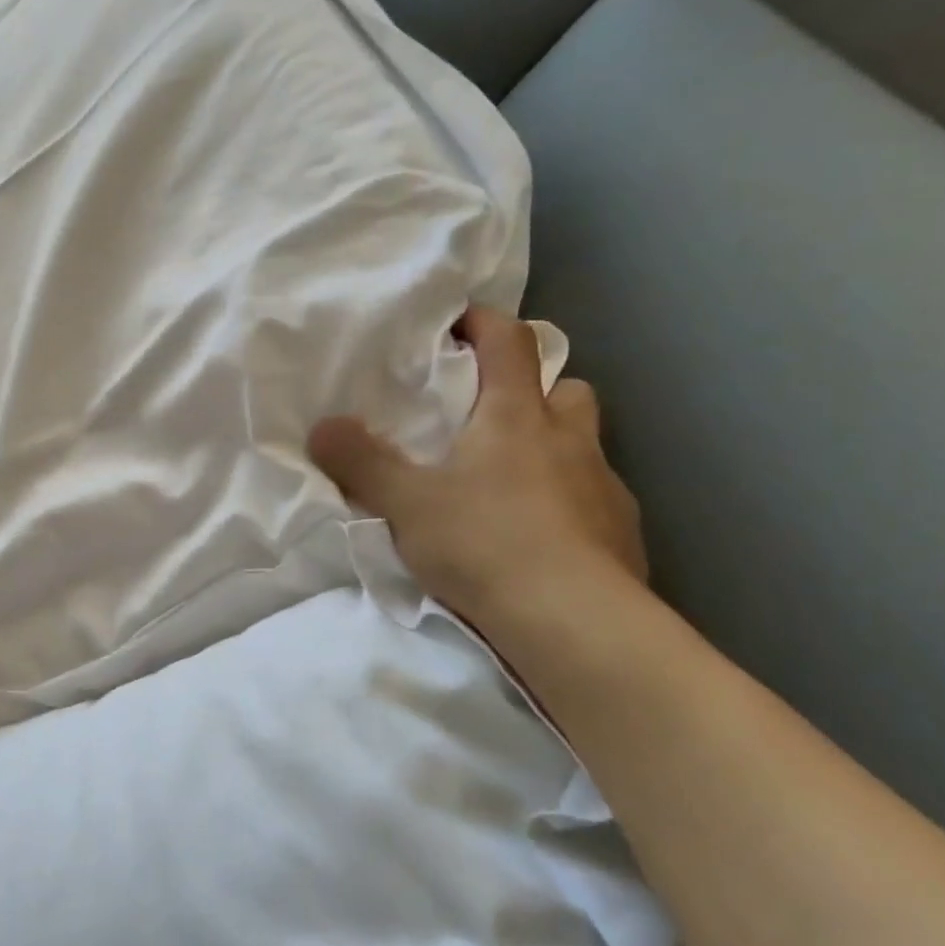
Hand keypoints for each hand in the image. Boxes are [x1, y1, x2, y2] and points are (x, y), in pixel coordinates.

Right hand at [308, 305, 646, 636]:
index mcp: (516, 417)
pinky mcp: (623, 533)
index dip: (484, 322)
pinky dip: (570, 501)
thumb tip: (322, 427)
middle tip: (490, 415)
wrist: (574, 622)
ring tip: (513, 479)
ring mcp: (604, 486)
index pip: (511, 342)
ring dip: (554, 445)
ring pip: (584, 442)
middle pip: (564, 387)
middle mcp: (569, 439)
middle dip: (532, 389)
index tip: (457, 323)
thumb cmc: (485, 544)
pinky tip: (542, 536)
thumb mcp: (405, 503)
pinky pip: (595, 497)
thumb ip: (360, 462)